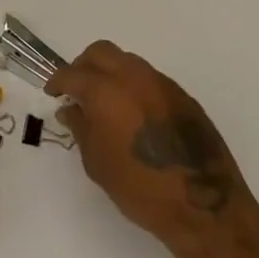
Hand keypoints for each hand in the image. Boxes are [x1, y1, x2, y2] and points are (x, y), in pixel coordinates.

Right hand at [47, 41, 253, 249]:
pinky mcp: (183, 96)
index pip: (73, 74)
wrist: (204, 205)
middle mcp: (133, 77)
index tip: (53, 94)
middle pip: (100, 52)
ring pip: (127, 61)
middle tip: (77, 90)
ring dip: (110, 73)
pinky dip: (134, 86)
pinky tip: (133, 113)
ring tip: (106, 101)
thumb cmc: (140, 188)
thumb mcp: (97, 162)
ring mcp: (162, 83)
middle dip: (83, 66)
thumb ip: (81, 128)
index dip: (58, 82)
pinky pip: (149, 78)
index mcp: (106, 91)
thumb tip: (71, 109)